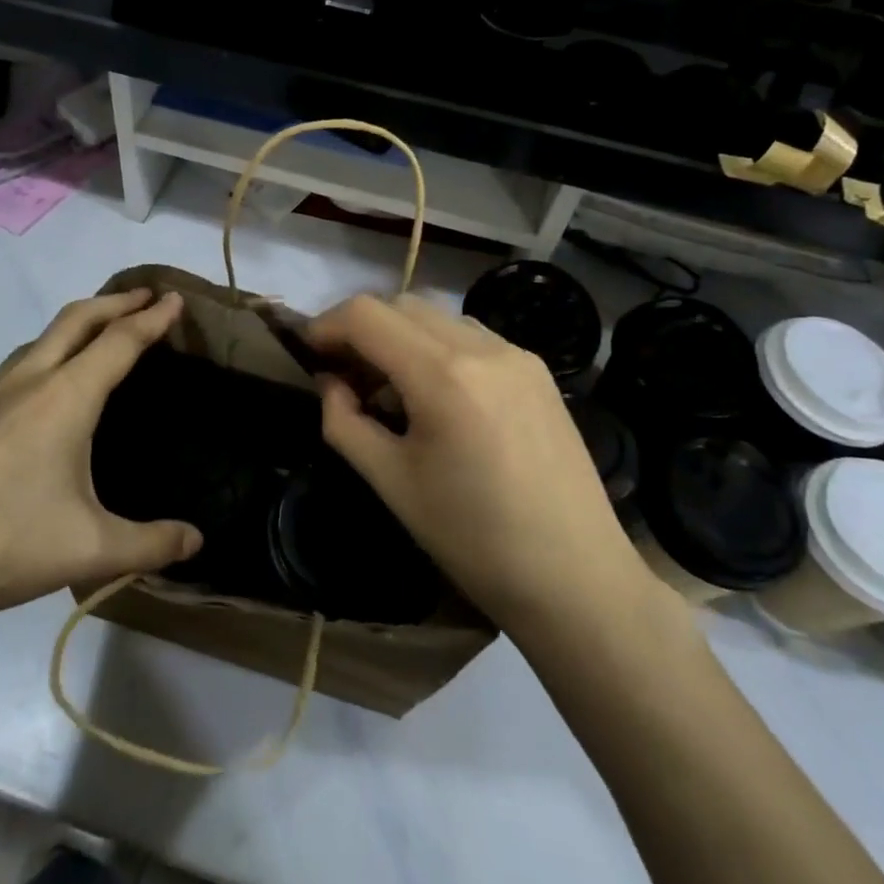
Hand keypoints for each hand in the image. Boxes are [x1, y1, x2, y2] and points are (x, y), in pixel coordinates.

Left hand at [0, 288, 201, 628]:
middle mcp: (26, 383)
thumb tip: (197, 541)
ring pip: (39, 340)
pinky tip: (42, 392)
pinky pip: (15, 367)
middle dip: (114, 302)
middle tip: (145, 296)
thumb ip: (149, 543)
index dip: (152, 318)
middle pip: (76, 320)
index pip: (119, 342)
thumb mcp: (88, 549)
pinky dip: (46, 354)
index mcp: (64, 398)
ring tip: (98, 334)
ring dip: (77, 324)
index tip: (175, 298)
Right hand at [306, 294, 663, 635]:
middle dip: (361, 328)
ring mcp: (517, 354)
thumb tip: (330, 382)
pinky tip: (437, 396)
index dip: (326, 325)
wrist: (576, 578)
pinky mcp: (539, 370)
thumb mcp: (391, 483)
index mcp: (443, 375)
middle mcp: (483, 347)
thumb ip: (344, 422)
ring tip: (390, 389)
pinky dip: (438, 349)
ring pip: (438, 317)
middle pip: (401, 304)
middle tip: (343, 374)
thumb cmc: (473, 539)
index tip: (308, 354)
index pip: (366, 315)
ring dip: (400, 336)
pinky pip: (472, 337)